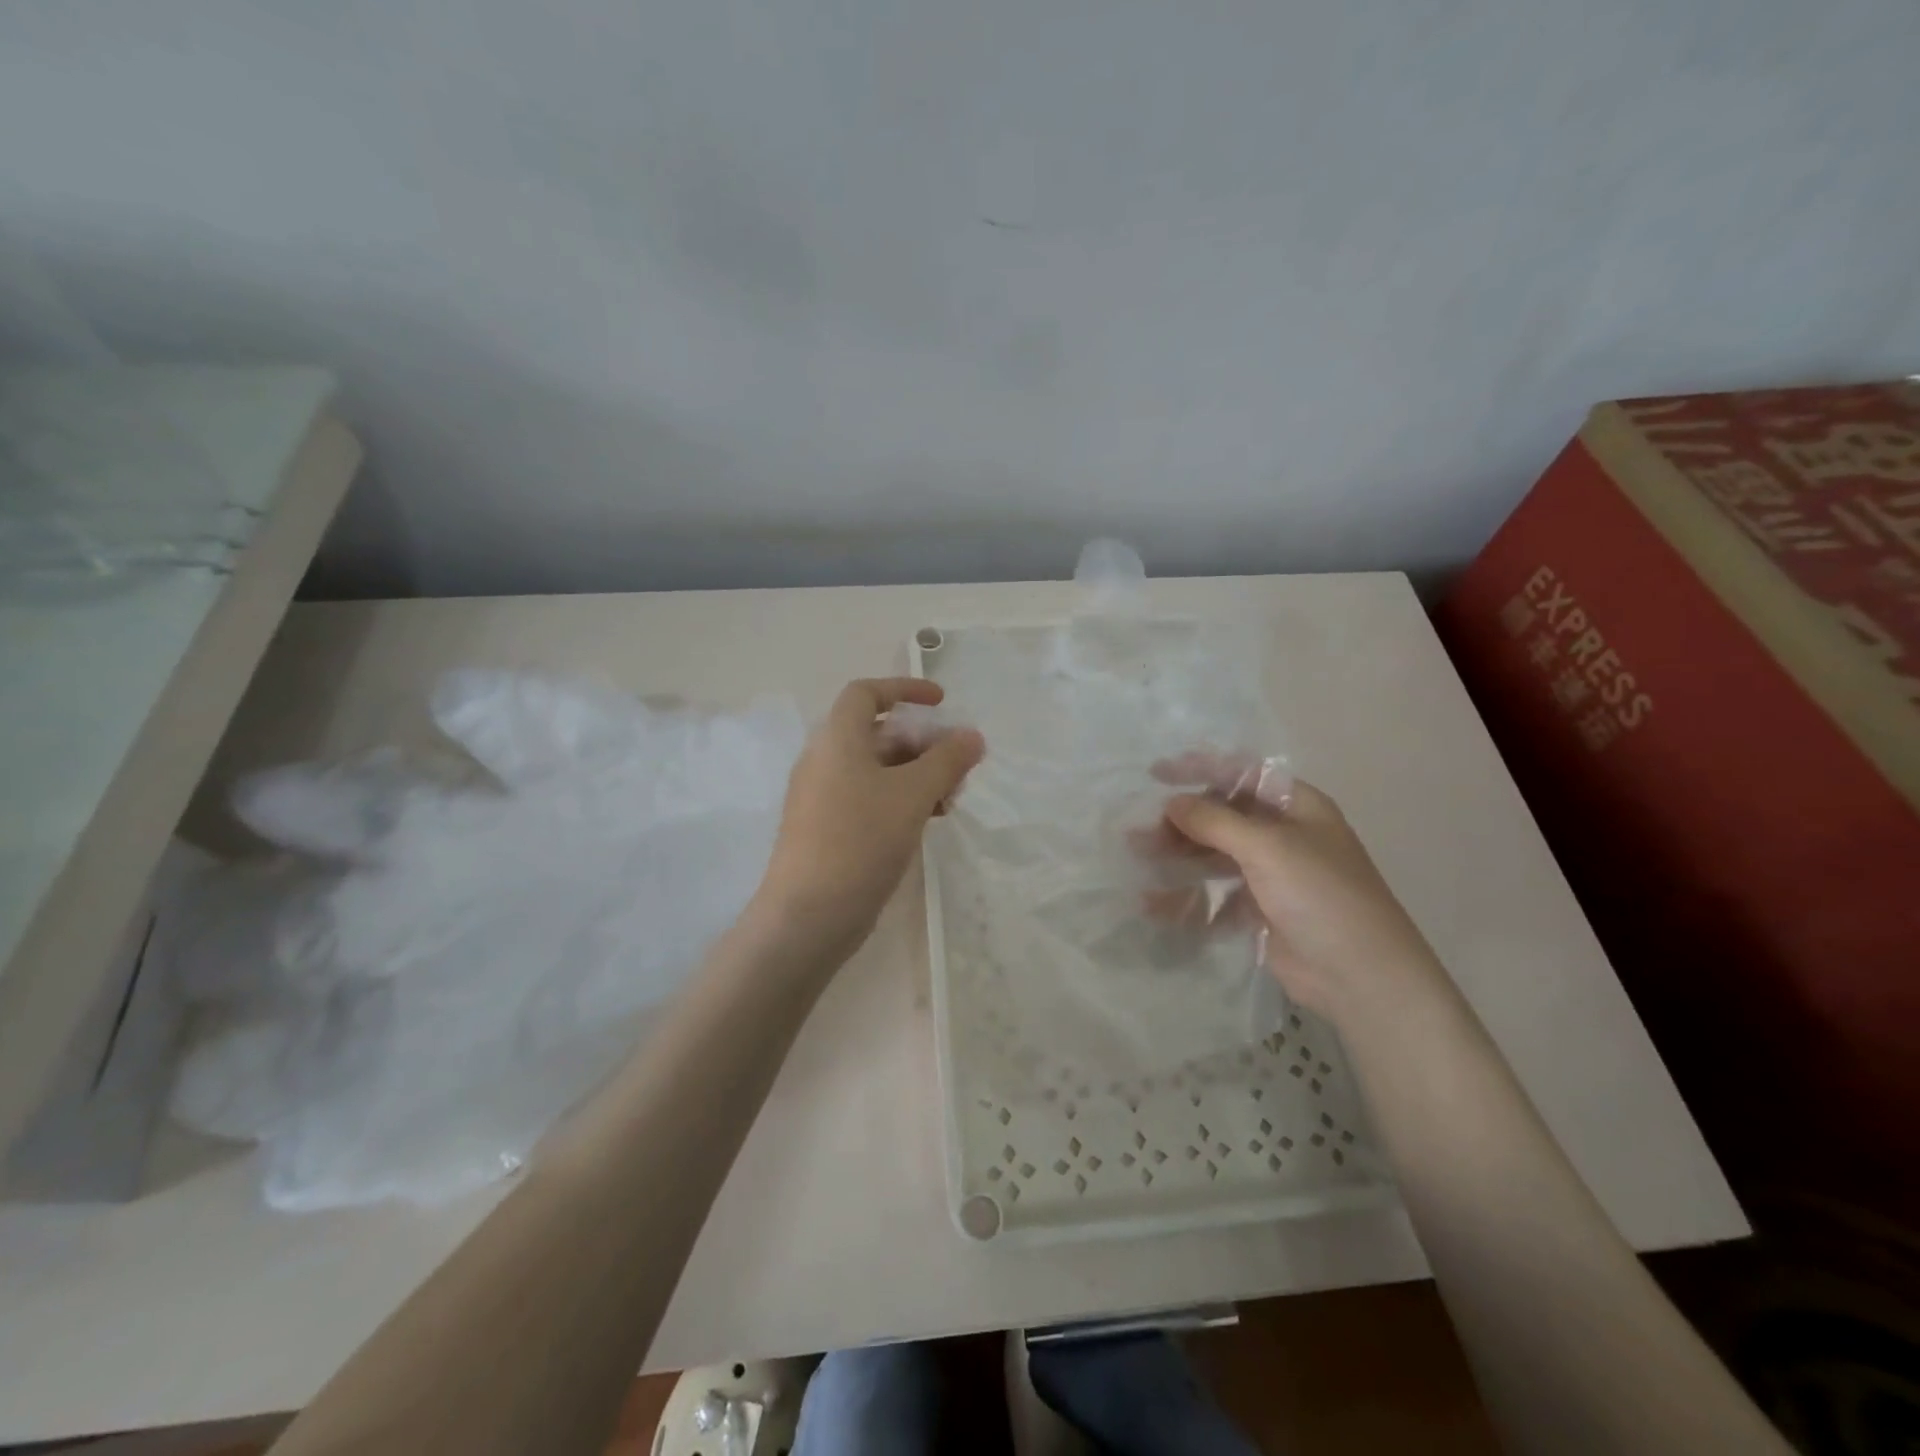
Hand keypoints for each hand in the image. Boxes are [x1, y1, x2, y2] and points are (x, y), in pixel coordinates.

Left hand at [755, 678, 983, 963]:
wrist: (809, 915)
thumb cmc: (861, 840)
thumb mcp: (913, 794)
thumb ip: (947, 760)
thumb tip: (972, 735)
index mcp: (837, 739)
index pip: (866, 693)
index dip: (905, 689)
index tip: (942, 703)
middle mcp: (825, 761)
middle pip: (878, 733)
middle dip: (923, 743)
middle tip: (958, 767)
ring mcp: (823, 797)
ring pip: (877, 769)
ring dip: (917, 775)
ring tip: (950, 801)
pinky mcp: (827, 829)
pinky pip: (868, 798)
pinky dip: (900, 799)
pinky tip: (927, 821)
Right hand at [1157, 773, 1447, 1019]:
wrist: (1361, 976)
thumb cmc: (1321, 895)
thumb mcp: (1268, 847)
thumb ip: (1215, 821)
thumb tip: (1172, 803)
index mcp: (1296, 807)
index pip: (1242, 775)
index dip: (1200, 769)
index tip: (1157, 774)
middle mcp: (1284, 835)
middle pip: (1223, 817)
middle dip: (1182, 822)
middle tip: (1141, 833)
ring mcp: (1272, 876)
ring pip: (1215, 856)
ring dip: (1179, 857)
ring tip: (1140, 860)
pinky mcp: (1261, 912)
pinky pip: (1216, 896)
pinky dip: (1188, 898)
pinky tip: (1155, 903)